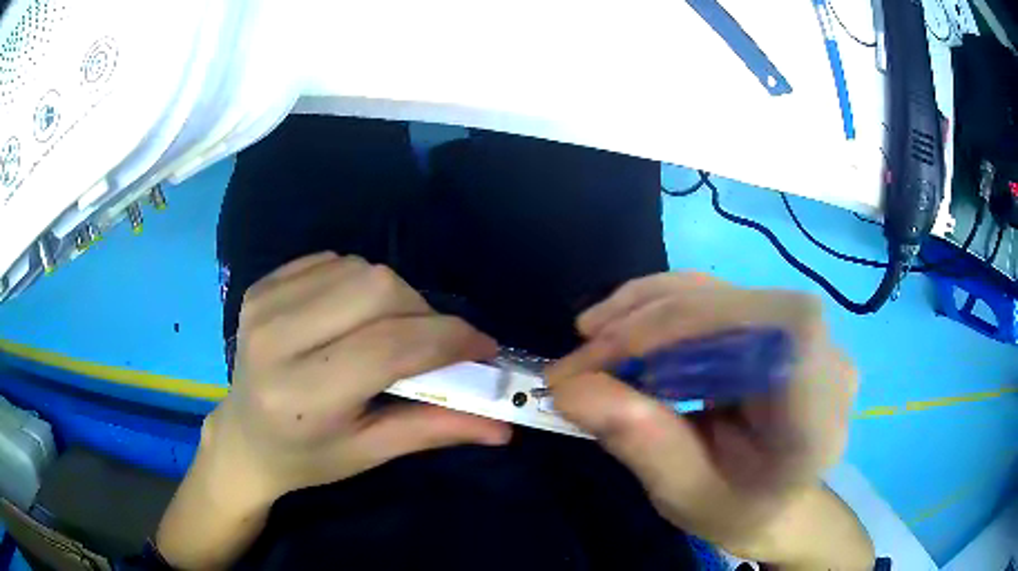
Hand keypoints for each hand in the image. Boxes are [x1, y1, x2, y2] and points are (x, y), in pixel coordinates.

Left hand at [200, 253, 510, 508]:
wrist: (243, 438)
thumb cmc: (306, 457)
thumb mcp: (370, 453)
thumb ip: (435, 430)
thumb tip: (503, 426)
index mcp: (303, 395)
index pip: (390, 346)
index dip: (449, 339)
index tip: (484, 348)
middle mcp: (276, 339)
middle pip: (377, 289)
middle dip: (422, 312)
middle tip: (432, 343)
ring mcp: (262, 304)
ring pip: (358, 268)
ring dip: (392, 296)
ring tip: (389, 331)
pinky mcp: (260, 286)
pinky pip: (331, 261)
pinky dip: (357, 282)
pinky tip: (351, 315)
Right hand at [546, 273, 856, 558]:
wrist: (773, 501)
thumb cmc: (738, 511)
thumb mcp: (685, 496)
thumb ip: (641, 443)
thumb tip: (569, 387)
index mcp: (818, 414)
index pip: (783, 331)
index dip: (700, 323)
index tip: (616, 356)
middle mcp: (823, 357)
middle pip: (740, 304)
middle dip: (652, 322)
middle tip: (582, 355)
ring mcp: (801, 333)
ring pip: (722, 291)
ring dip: (648, 307)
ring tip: (592, 335)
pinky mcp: (774, 323)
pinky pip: (716, 297)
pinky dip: (661, 307)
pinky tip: (623, 328)